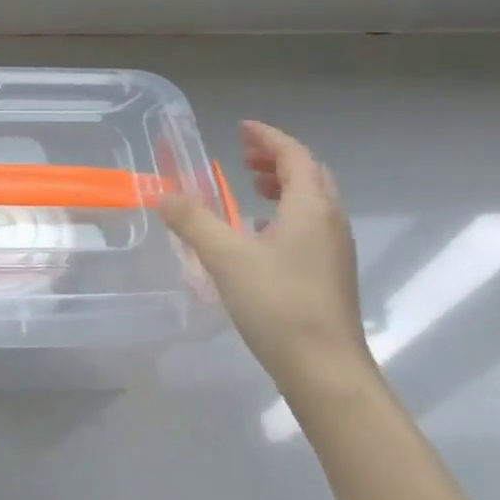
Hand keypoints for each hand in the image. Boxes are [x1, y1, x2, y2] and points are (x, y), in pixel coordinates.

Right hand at [161, 120, 369, 392]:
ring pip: (313, 201)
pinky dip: (286, 214)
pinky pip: (311, 226)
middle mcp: (330, 221)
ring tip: (250, 188)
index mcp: (311, 207)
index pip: (294, 155)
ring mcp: (335, 250)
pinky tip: (260, 235)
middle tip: (243, 155)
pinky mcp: (331, 274)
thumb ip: (193, 221)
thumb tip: (164, 195)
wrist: (325, 370)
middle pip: (309, 174)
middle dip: (277, 158)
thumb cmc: (278, 304)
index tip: (241, 129)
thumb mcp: (225, 258)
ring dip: (283, 185)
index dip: (268, 138)